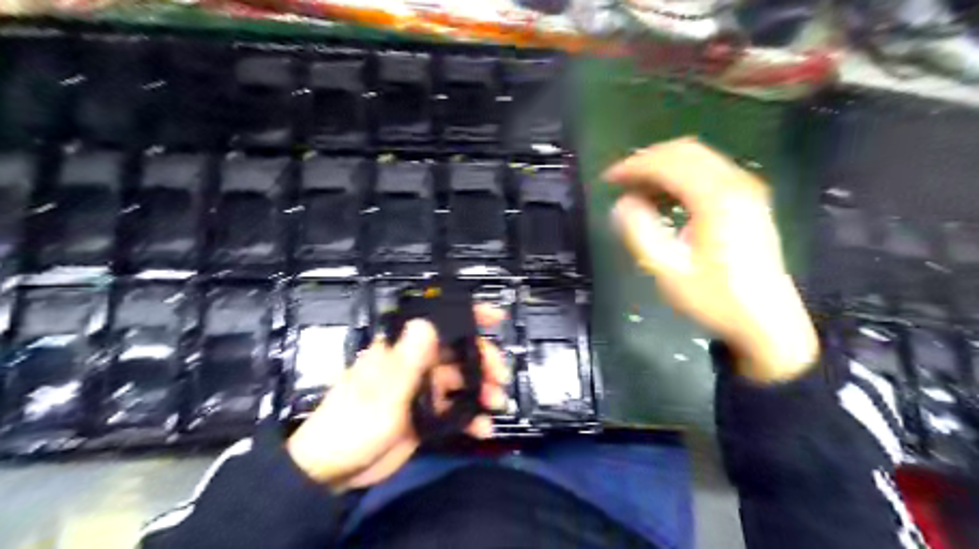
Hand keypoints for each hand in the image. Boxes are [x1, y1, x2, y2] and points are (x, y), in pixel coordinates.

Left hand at [285, 306, 507, 490]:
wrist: (331, 472)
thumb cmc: (352, 425)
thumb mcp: (381, 394)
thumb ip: (406, 361)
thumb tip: (425, 323)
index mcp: (402, 352)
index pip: (437, 324)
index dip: (466, 317)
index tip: (494, 319)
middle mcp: (415, 366)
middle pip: (457, 354)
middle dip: (483, 361)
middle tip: (499, 377)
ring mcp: (422, 392)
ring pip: (461, 383)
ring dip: (482, 390)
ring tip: (496, 404)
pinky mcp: (426, 418)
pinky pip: (456, 412)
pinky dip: (471, 418)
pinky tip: (483, 428)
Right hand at [605, 139, 820, 383]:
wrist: (767, 323)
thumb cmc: (715, 300)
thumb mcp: (669, 272)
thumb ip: (641, 233)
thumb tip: (622, 204)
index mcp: (717, 199)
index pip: (669, 162)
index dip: (634, 166)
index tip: (608, 179)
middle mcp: (736, 184)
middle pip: (686, 151)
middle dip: (648, 161)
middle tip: (621, 181)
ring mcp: (747, 190)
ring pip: (699, 159)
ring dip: (665, 168)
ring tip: (637, 192)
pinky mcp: (750, 201)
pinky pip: (711, 173)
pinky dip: (683, 177)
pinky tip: (666, 200)